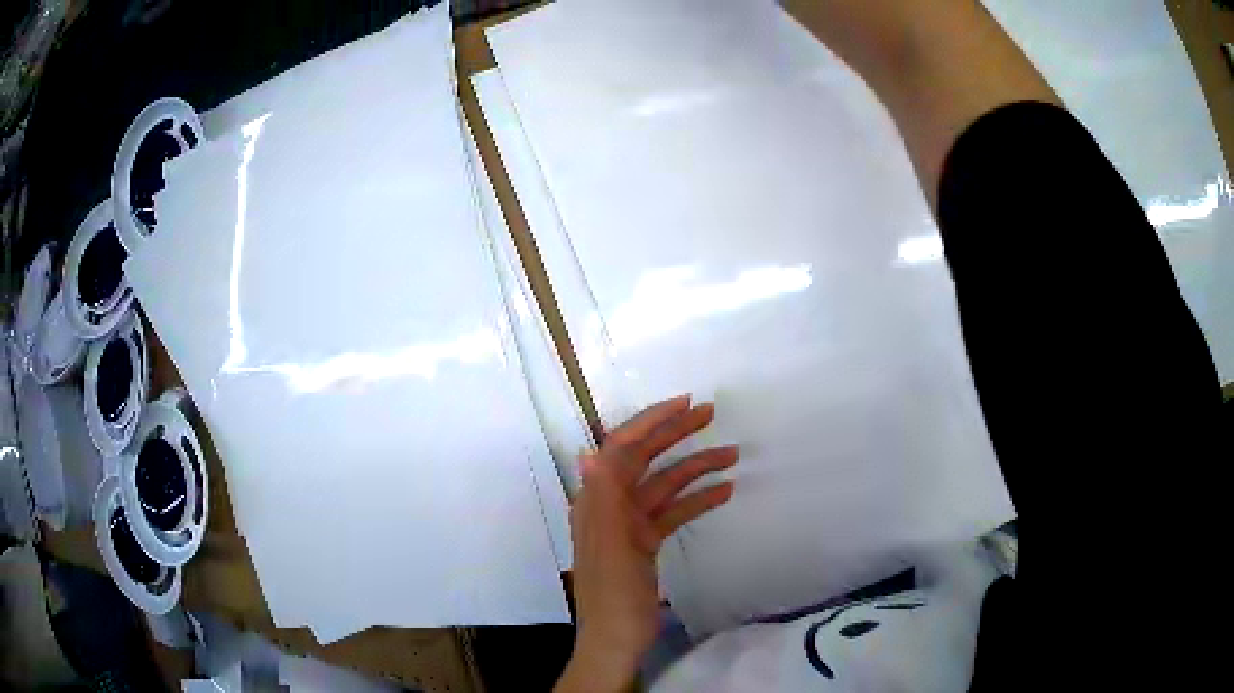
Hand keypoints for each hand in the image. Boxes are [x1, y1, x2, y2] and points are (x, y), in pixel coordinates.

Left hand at [556, 395, 737, 692]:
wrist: (617, 638)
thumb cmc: (613, 594)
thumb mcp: (609, 547)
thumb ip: (602, 498)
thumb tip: (590, 450)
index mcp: (597, 499)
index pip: (622, 447)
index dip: (651, 421)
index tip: (686, 403)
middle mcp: (611, 503)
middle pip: (645, 459)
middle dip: (676, 434)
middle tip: (712, 414)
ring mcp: (630, 523)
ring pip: (665, 484)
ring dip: (695, 468)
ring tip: (733, 454)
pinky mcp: (645, 541)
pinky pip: (672, 511)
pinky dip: (696, 499)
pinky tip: (725, 491)